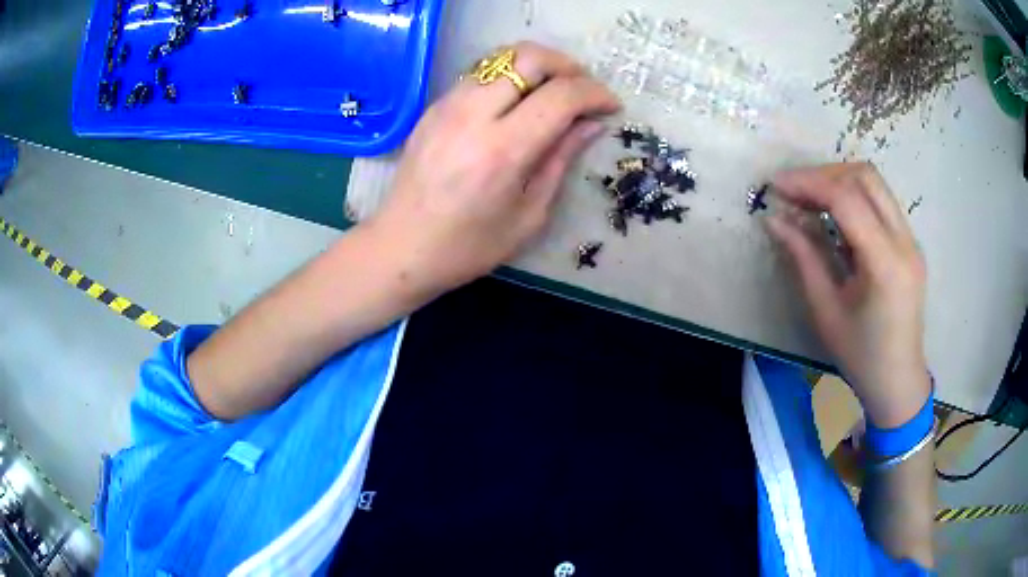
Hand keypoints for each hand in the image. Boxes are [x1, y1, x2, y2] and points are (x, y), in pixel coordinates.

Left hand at [367, 42, 620, 295]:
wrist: (402, 248)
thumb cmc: (469, 246)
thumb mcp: (529, 214)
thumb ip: (561, 160)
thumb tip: (592, 124)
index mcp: (502, 150)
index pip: (560, 95)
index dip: (595, 94)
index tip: (610, 107)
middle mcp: (473, 115)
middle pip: (530, 57)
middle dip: (568, 66)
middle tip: (582, 91)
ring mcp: (448, 105)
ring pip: (502, 57)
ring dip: (537, 66)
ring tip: (553, 93)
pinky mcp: (434, 107)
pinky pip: (480, 73)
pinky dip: (509, 77)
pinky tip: (517, 103)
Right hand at [767, 163, 930, 427]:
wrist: (898, 381)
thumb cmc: (860, 357)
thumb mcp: (825, 311)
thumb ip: (803, 257)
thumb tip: (774, 219)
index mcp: (885, 263)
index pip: (847, 199)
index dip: (808, 183)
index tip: (775, 186)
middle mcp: (904, 241)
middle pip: (865, 176)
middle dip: (824, 174)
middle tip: (792, 190)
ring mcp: (911, 239)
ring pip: (874, 183)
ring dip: (838, 181)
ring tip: (808, 198)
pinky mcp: (909, 243)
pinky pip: (880, 202)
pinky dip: (853, 197)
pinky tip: (833, 215)